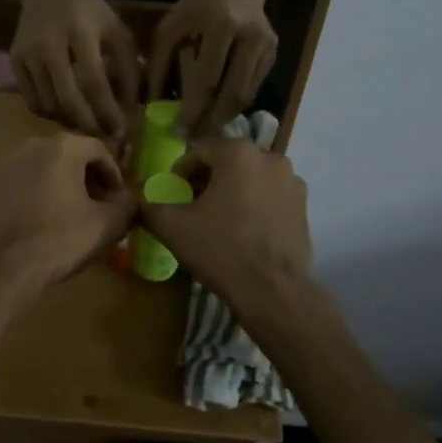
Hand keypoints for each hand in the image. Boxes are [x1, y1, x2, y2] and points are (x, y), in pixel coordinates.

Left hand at [0, 133, 137, 291]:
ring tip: (69, 216)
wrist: (1, 267)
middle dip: (87, 180)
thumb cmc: (60, 240)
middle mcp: (31, 146)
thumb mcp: (108, 225)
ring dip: (60, 187)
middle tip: (98, 207)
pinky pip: (20, 185)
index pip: (99, 151)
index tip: (119, 200)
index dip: (114, 175)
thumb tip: (130, 200)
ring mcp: (5, 165)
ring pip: (42, 170)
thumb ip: (128, 205)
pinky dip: (34, 196)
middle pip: (69, 157)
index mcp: (63, 148)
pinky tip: (39, 223)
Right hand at [11, 0, 140, 144]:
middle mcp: (49, 45)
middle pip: (67, 99)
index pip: (94, 82)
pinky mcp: (14, 62)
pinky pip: (32, 101)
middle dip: (88, 125)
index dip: (108, 111)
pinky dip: (50, 113)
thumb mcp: (117, 32)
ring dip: (70, 121)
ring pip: (48, 105)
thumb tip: (132, 112)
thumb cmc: (90, 13)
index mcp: (80, 33)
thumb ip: (128, 69)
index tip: (122, 131)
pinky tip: (65, 109)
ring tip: (86, 124)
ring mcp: (27, 54)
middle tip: (103, 138)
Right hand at [137, 139, 312, 314]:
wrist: (273, 291)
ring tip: (219, 222)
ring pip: (250, 179)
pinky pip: (269, 197)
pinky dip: (254, 206)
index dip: (180, 174)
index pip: (198, 152)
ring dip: (232, 193)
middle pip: (227, 163)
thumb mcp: (172, 226)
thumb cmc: (220, 249)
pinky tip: (244, 233)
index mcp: (238, 152)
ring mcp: (292, 181)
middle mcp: (270, 157)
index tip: (172, 197)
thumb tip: (137, 198)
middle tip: (192, 209)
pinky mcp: (304, 206)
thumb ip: (149, 205)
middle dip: (207, 182)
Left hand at [145, 0, 278, 138]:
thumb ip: (158, 63)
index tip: (178, 131)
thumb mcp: (171, 25)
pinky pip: (253, 88)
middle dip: (211, 123)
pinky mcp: (274, 53)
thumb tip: (151, 104)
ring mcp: (266, 46)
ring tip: (204, 133)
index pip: (207, 79)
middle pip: (232, 94)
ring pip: (245, 96)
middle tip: (193, 141)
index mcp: (220, 25)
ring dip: (223, 118)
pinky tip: (218, 112)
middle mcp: (248, 37)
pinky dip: (235, 104)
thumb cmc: (199, 2)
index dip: (193, 110)